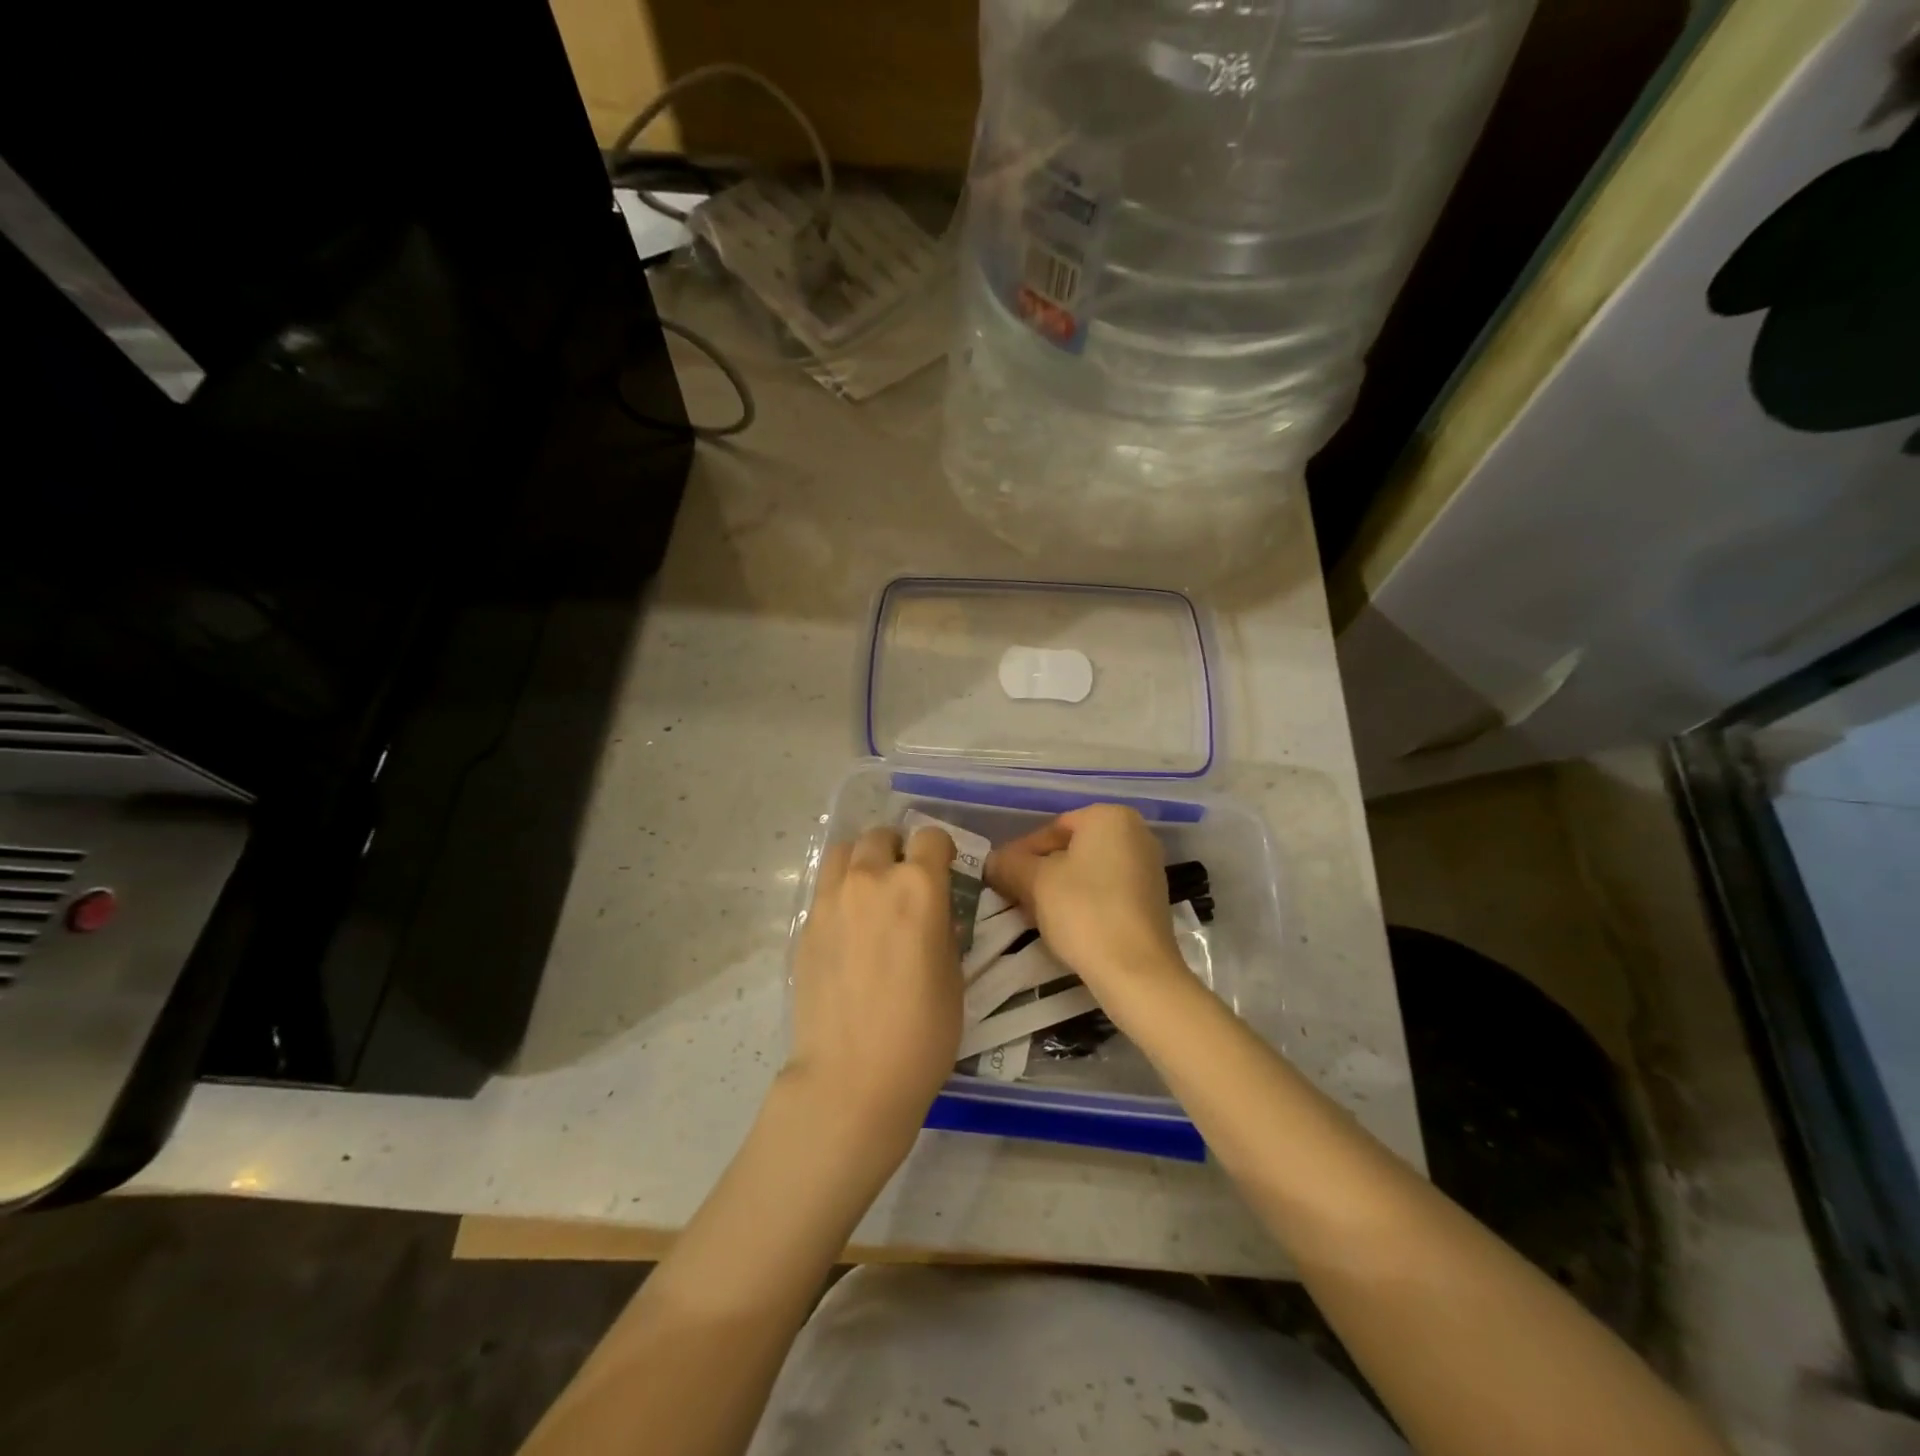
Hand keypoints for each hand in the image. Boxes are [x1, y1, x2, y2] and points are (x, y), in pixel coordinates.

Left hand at [785, 824, 960, 1161]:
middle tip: (905, 881)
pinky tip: (848, 926)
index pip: (930, 837)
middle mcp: (871, 879)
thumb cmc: (922, 1031)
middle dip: (897, 850)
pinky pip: (824, 887)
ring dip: (862, 860)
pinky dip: (839, 890)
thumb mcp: (953, 974)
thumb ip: (942, 929)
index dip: (941, 850)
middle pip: (881, 836)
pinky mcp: (806, 924)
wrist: (852, 1076)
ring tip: (870, 891)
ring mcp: (831, 899)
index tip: (944, 870)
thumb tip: (933, 915)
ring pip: (844, 851)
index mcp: (918, 886)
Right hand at [986, 804, 1186, 1011]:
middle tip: (1013, 898)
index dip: (1019, 854)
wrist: (1137, 971)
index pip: (1051, 829)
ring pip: (1087, 872)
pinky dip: (1082, 903)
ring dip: (1056, 890)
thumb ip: (1009, 865)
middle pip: (1070, 850)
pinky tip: (1063, 926)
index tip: (1000, 879)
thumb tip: (991, 862)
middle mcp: (1135, 833)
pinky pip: (1106, 891)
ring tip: (1032, 916)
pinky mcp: (1152, 900)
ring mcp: (1148, 867)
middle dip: (1039, 873)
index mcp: (1109, 817)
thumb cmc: (1084, 911)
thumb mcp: (1035, 882)